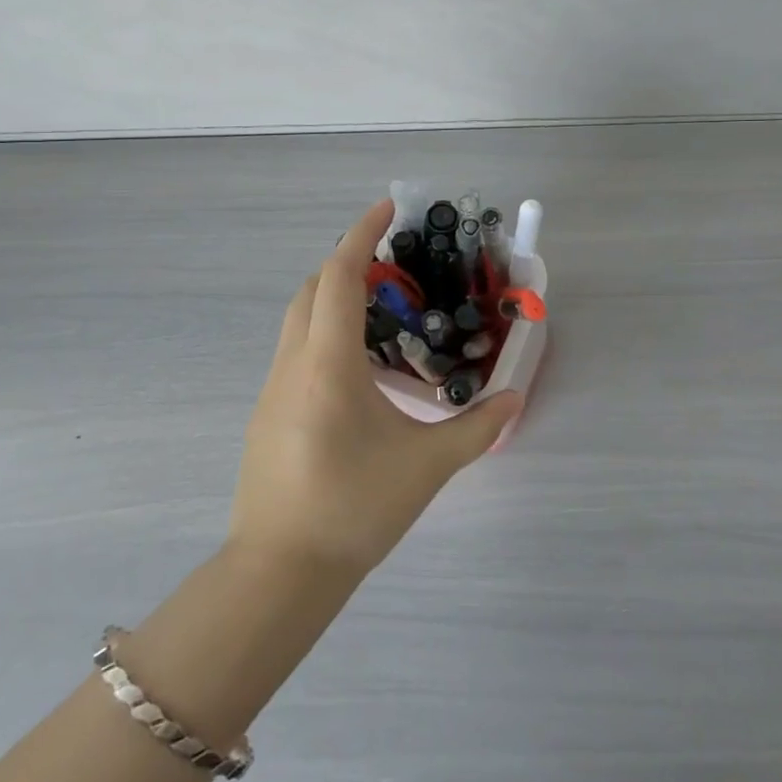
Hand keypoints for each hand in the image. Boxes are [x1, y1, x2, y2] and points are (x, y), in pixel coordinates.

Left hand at [227, 200, 523, 577]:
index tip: (387, 207)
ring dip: (336, 301)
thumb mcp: (426, 466)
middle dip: (349, 263)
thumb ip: (476, 428)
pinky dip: (326, 337)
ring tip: (384, 318)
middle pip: (313, 288)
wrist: (279, 574)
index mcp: (328, 363)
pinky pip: (296, 353)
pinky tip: (359, 374)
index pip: (341, 275)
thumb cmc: (354, 508)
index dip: (362, 233)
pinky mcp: (267, 415)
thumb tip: (514, 399)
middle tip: (394, 269)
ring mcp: (272, 390)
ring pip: (300, 320)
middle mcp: (293, 364)